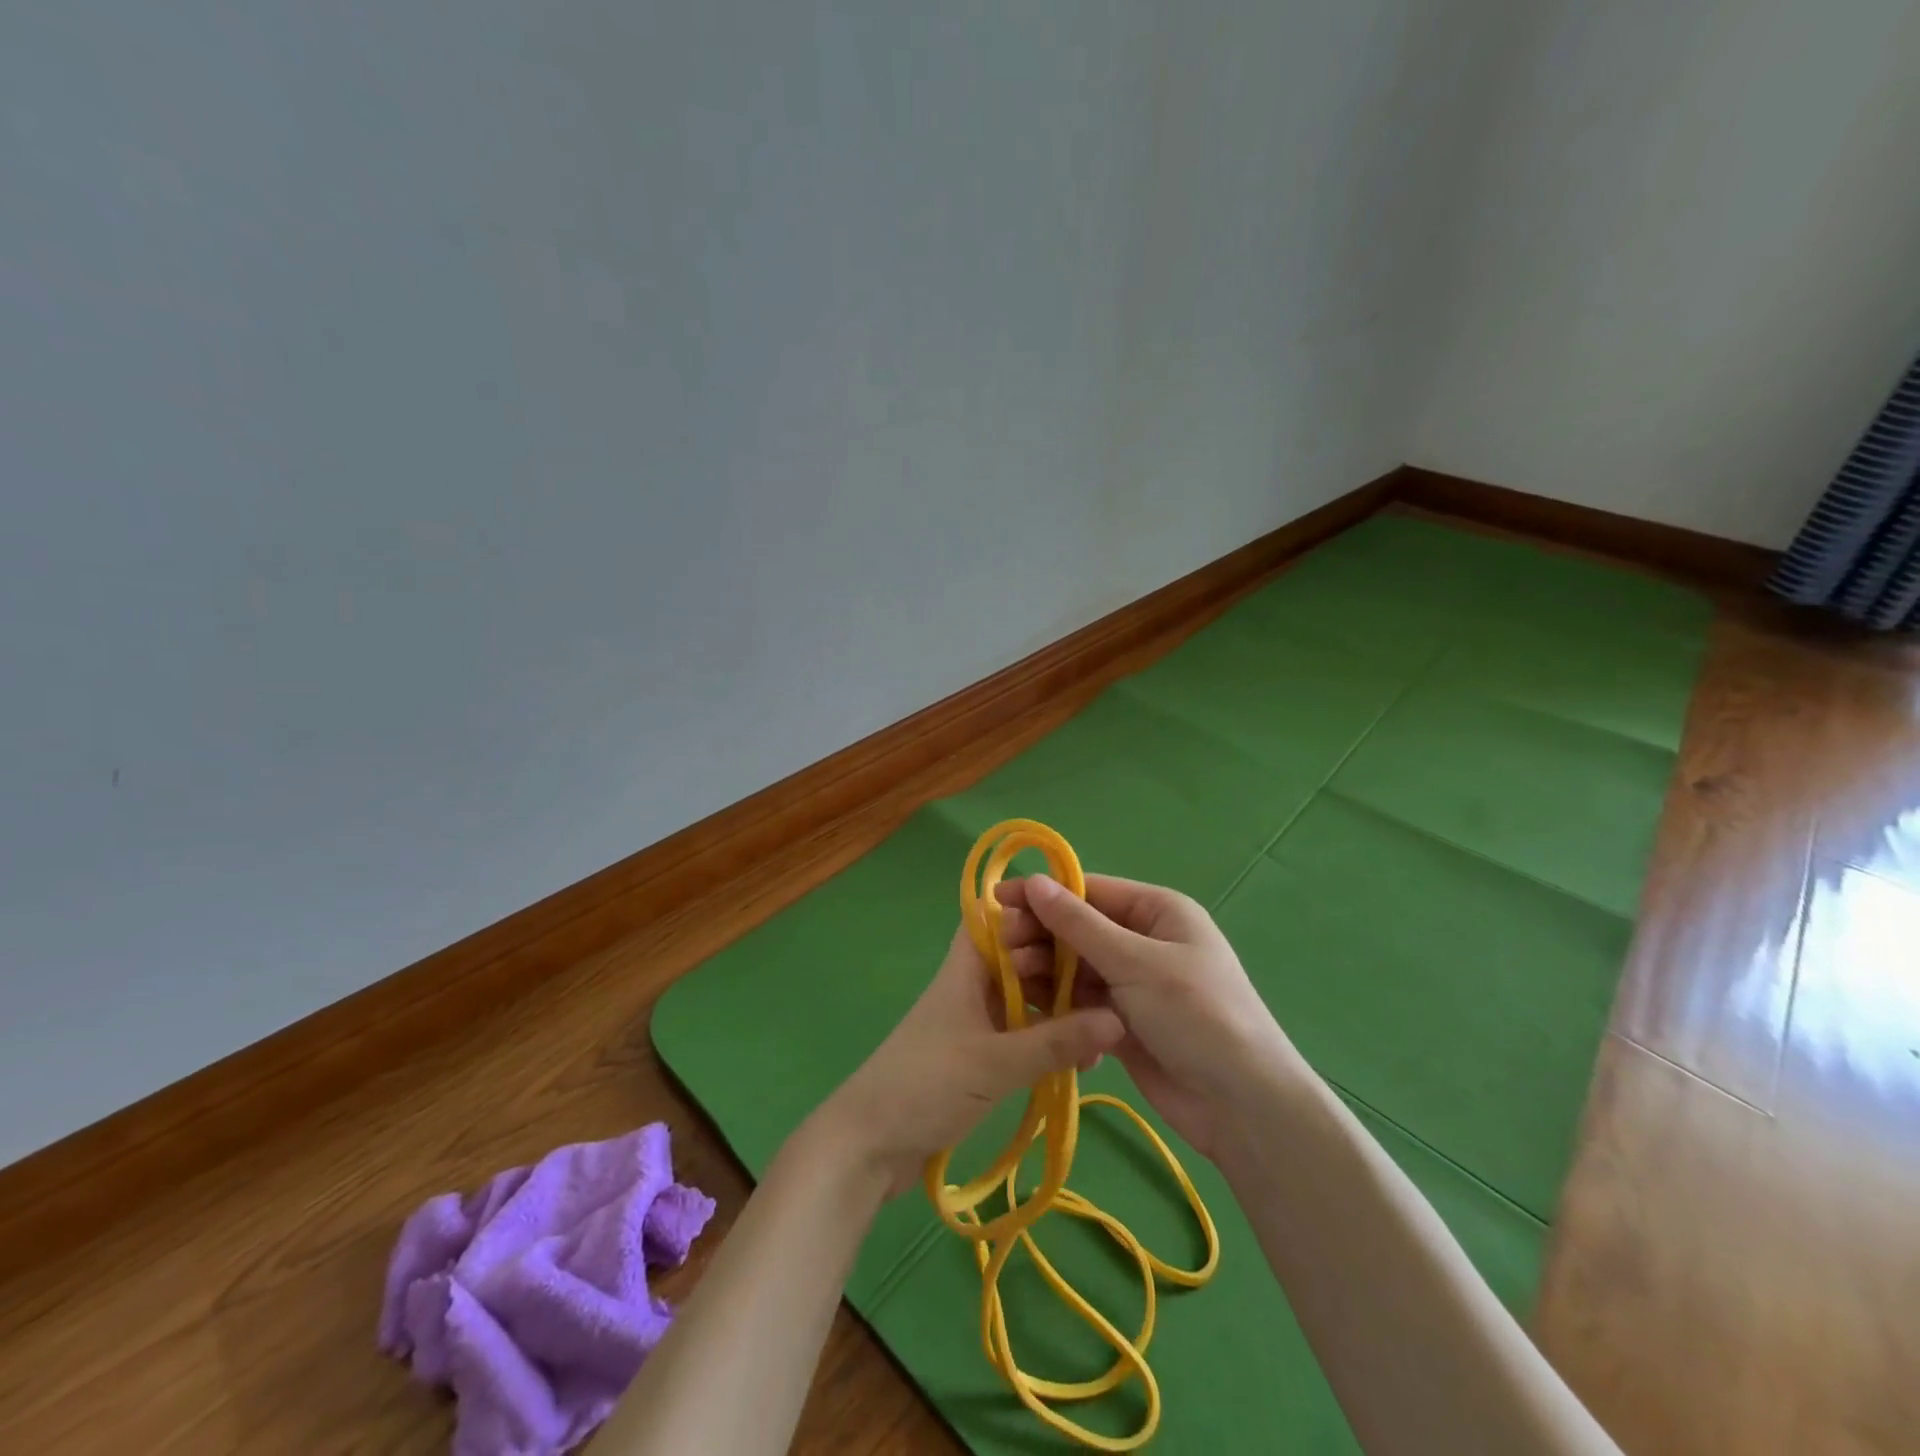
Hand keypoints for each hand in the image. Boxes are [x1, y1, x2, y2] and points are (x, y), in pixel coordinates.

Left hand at [811, 923, 1124, 1196]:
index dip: (1039, 912)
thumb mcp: (996, 1063)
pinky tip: (1083, 1058)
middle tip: (1114, 981)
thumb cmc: (927, 1085)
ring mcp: (976, 1019)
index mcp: (968, 966)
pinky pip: (1023, 1032)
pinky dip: (1049, 1038)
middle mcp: (973, 984)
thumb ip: (1055, 1042)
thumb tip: (1118, 1019)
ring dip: (1061, 1006)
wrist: (869, 1144)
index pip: (1002, 917)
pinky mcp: (980, 1052)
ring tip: (1108, 1026)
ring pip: (1026, 996)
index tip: (1088, 921)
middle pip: (1022, 956)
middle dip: (1062, 964)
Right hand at [990, 874, 1298, 1155]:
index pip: (1089, 891)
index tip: (996, 902)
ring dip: (1044, 971)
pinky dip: (1058, 1003)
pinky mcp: (1122, 1021)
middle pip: (1078, 929)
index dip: (1042, 895)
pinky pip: (1081, 1002)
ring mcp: (1133, 983)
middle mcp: (1143, 940)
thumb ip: (1079, 925)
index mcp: (1157, 911)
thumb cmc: (1196, 1015)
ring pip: (1075, 967)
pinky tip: (1030, 1009)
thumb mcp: (1136, 963)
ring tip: (1011, 979)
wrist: (1243, 1106)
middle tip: (999, 948)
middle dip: (1040, 936)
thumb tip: (1034, 882)